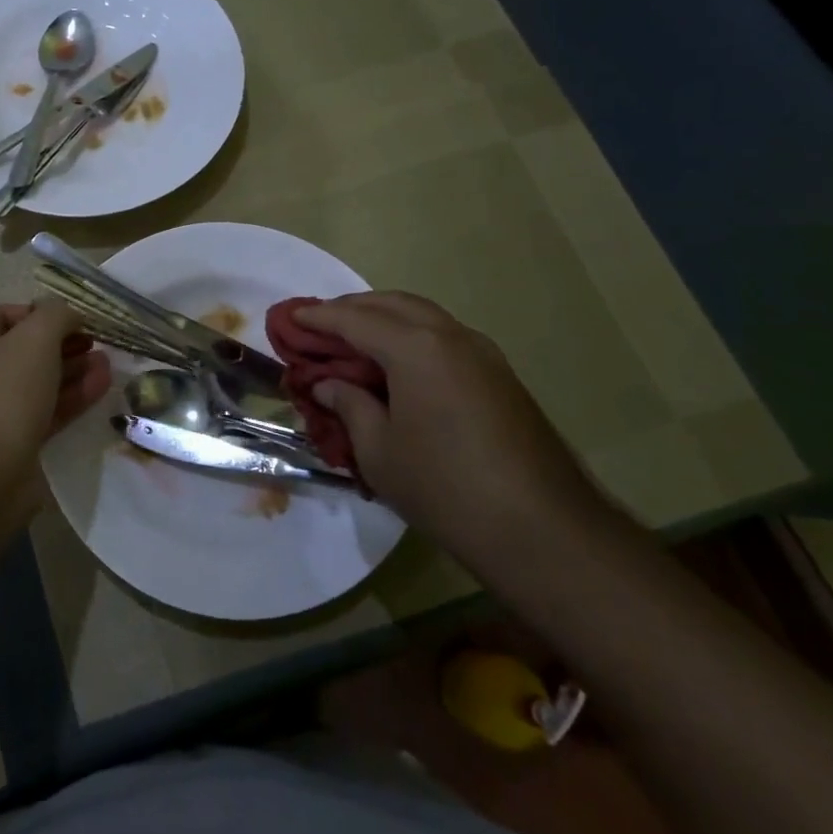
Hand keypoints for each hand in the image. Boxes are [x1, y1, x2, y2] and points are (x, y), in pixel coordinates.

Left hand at [0, 300, 110, 528]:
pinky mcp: (13, 443)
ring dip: (73, 370)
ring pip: (38, 382)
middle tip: (97, 342)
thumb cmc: (2, 398)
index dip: (39, 311)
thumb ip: (55, 316)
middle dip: (63, 343)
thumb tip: (68, 313)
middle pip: (23, 349)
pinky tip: (102, 386)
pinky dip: (72, 397)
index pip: (2, 314)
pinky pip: (45, 411)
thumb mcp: (33, 341)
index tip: (74, 319)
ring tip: (108, 363)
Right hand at [297, 292, 605, 565]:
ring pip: (423, 316)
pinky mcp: (500, 375)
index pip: (355, 319)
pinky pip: (444, 337)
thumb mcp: (379, 451)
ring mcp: (482, 353)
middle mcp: (451, 336)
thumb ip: (349, 406)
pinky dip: (411, 336)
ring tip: (353, 339)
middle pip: (392, 304)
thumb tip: (330, 384)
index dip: (319, 318)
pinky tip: (397, 363)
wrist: (542, 530)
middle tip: (319, 324)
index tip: (290, 319)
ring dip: (384, 318)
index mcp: (416, 348)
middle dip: (352, 308)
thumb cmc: (445, 487)